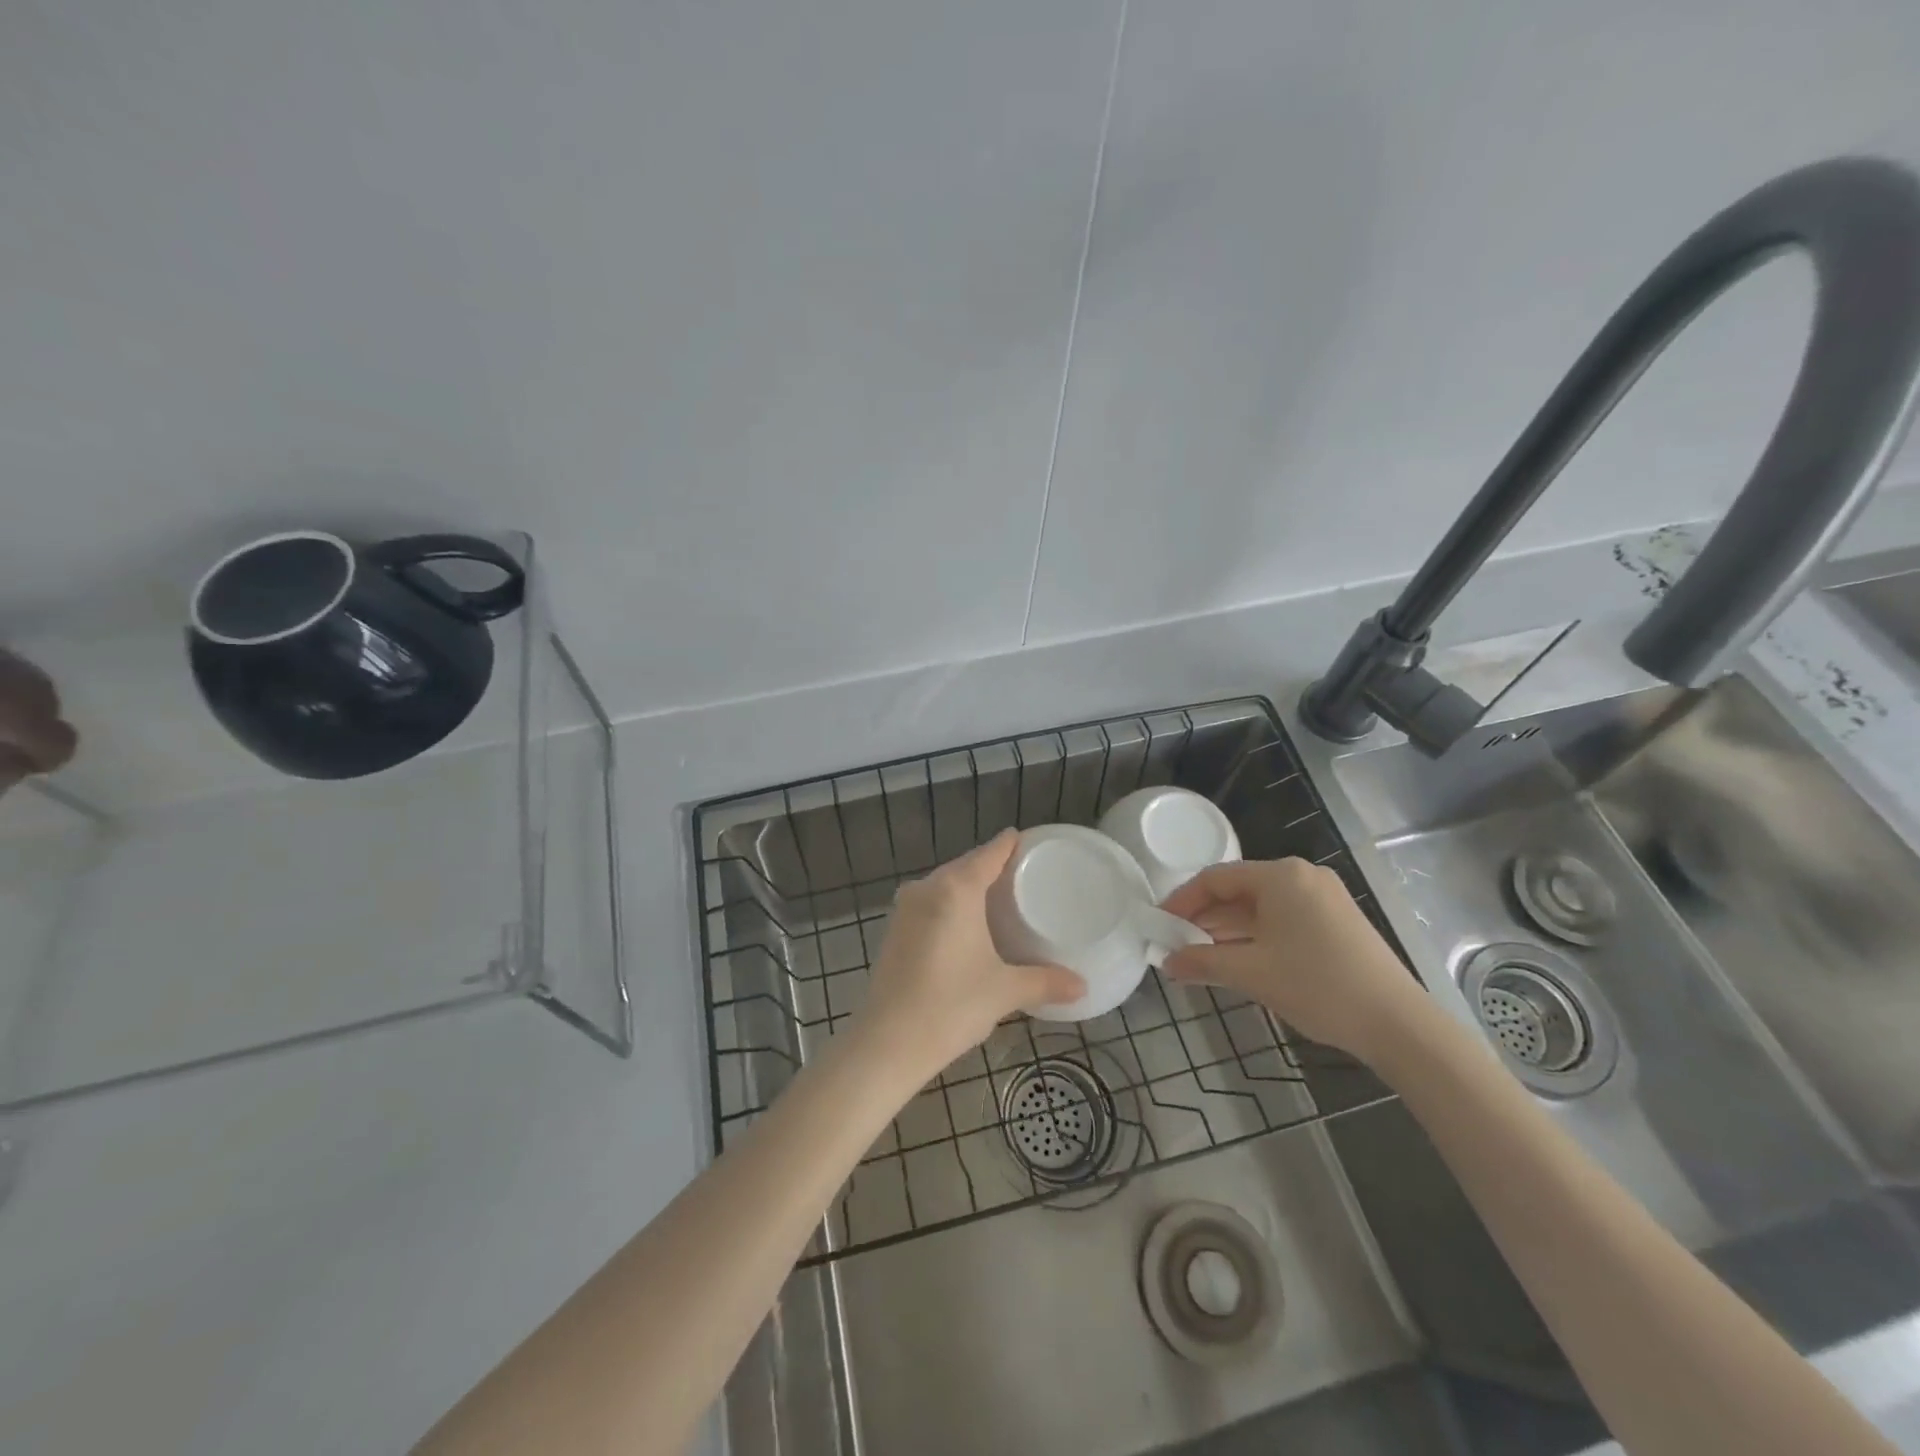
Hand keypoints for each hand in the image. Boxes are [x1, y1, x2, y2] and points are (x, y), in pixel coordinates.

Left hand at [855, 831, 1085, 1080]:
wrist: (887, 1042)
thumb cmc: (951, 1005)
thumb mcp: (1004, 991)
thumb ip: (1045, 982)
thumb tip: (1082, 986)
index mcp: (956, 888)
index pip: (989, 853)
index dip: (1010, 844)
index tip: (1028, 840)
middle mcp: (927, 888)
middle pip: (965, 866)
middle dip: (991, 867)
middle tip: (1023, 875)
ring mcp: (905, 908)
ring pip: (944, 885)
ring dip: (968, 888)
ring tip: (998, 899)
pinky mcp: (893, 930)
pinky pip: (929, 903)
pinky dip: (950, 906)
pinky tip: (965, 925)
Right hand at [1161, 858, 1432, 1063]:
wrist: (1399, 1025)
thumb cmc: (1318, 986)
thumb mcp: (1252, 973)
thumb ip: (1203, 962)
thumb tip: (1167, 963)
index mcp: (1281, 876)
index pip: (1215, 878)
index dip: (1182, 900)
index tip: (1160, 924)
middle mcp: (1303, 876)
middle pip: (1238, 889)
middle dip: (1204, 916)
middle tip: (1176, 942)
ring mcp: (1324, 898)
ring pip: (1260, 906)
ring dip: (1228, 928)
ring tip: (1200, 954)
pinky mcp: (1336, 921)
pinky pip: (1282, 918)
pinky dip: (1255, 935)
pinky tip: (1238, 958)